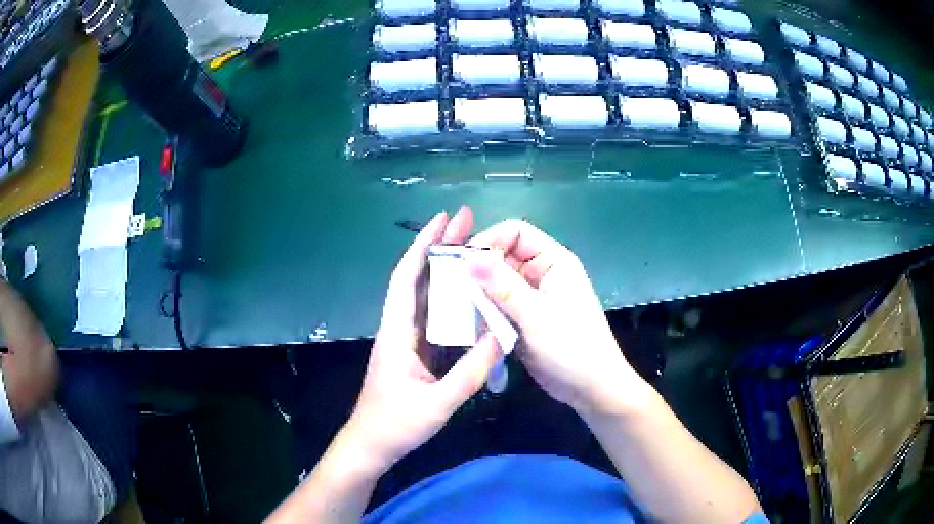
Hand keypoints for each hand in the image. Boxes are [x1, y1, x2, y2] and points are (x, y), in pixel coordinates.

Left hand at [343, 208, 501, 471]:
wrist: (371, 446)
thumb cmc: (396, 425)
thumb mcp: (437, 404)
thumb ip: (469, 373)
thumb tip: (500, 338)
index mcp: (396, 333)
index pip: (406, 279)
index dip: (422, 246)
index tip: (442, 220)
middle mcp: (399, 328)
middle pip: (418, 280)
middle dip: (439, 248)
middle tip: (467, 223)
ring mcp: (407, 340)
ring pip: (425, 297)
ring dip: (445, 271)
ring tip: (472, 250)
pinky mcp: (415, 353)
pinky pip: (434, 318)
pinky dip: (450, 300)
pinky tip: (470, 295)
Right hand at [467, 220, 646, 414]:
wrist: (591, 389)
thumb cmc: (572, 347)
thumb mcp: (536, 316)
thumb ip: (502, 286)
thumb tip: (469, 258)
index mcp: (553, 261)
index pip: (515, 232)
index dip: (488, 241)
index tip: (463, 264)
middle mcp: (541, 273)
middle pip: (502, 257)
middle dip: (478, 270)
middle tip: (452, 288)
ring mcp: (532, 297)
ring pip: (496, 283)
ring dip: (478, 293)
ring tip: (456, 307)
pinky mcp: (523, 319)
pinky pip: (498, 306)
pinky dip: (484, 311)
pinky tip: (469, 323)